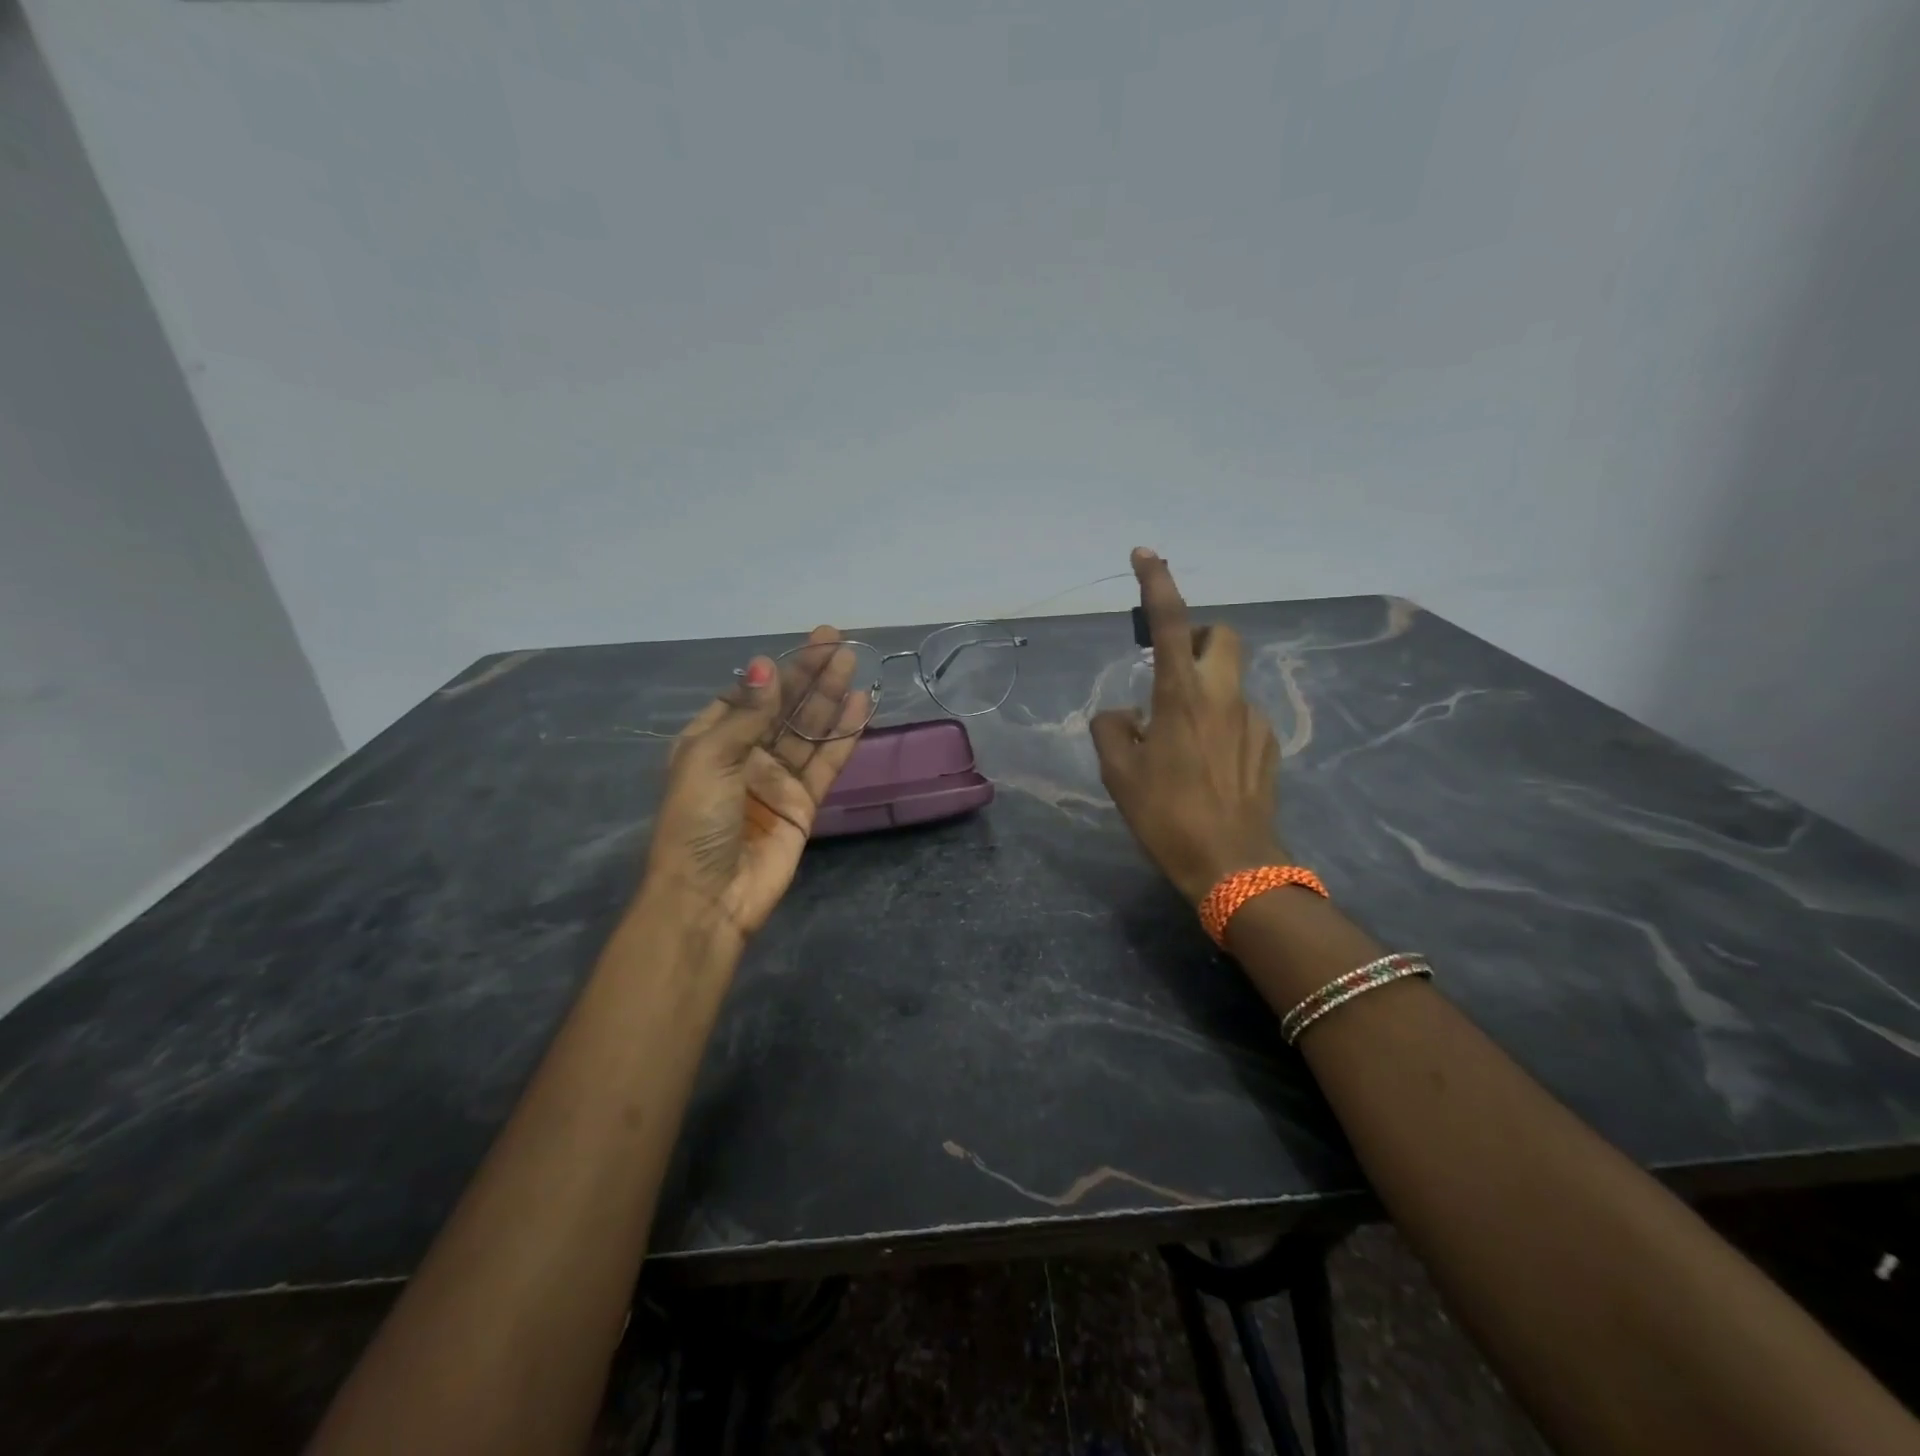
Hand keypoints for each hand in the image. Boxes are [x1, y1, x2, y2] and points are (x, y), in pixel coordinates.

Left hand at [645, 627, 869, 941]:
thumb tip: (767, 665)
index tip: (805, 646)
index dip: (777, 672)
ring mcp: (776, 780)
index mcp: (711, 741)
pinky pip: (826, 762)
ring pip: (808, 730)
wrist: (710, 896)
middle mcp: (745, 756)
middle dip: (809, 675)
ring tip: (852, 663)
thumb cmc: (696, 822)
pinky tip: (860, 706)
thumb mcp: (710, 759)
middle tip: (837, 641)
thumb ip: (746, 714)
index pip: (749, 696)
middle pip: (784, 708)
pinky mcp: (803, 803)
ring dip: (829, 697)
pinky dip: (843, 735)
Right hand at [1090, 550, 1286, 905]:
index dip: (1157, 582)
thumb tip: (1123, 714)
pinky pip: (1241, 714)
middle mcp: (1223, 695)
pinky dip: (1220, 721)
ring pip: (1231, 678)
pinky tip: (1206, 763)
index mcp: (1180, 695)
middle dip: (1196, 638)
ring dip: (1206, 687)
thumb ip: (1112, 729)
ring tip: (1180, 736)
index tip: (1144, 554)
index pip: (1170, 622)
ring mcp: (1253, 719)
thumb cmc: (1167, 816)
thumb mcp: (1119, 774)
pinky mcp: (1269, 745)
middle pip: (1221, 636)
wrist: (1234, 865)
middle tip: (1170, 670)